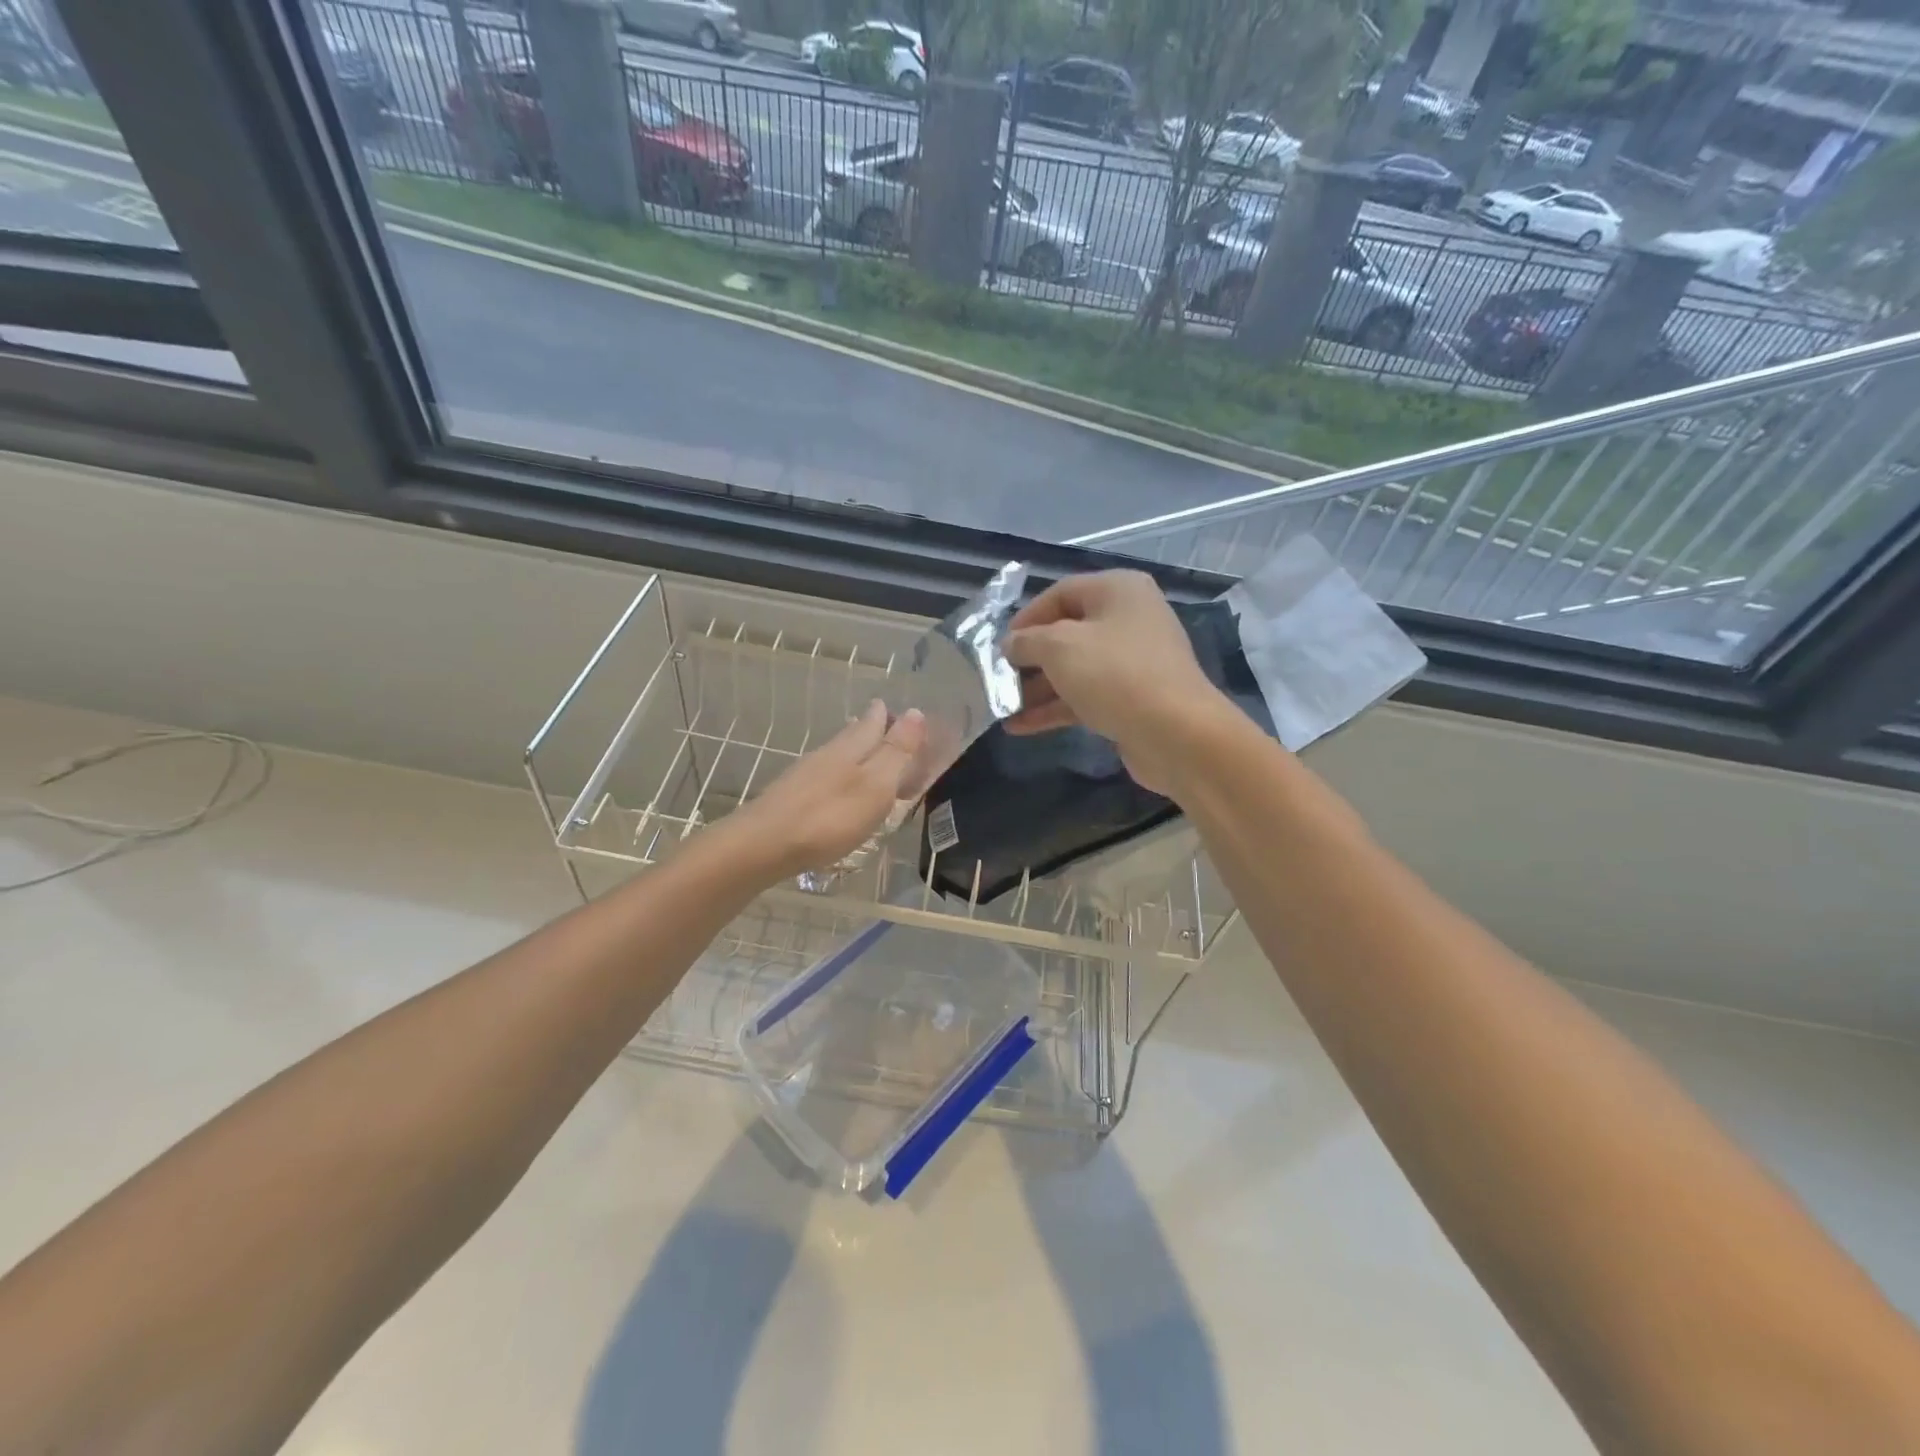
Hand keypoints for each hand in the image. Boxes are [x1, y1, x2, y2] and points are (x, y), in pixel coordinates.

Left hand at [721, 700, 926, 883]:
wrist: (764, 845)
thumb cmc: (830, 817)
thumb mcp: (876, 785)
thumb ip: (896, 752)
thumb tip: (916, 712)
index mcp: (851, 748)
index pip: (873, 723)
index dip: (887, 716)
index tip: (895, 708)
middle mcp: (827, 754)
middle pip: (852, 735)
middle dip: (869, 728)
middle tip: (880, 721)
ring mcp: (805, 776)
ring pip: (836, 755)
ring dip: (853, 751)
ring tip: (864, 752)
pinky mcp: (791, 798)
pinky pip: (823, 777)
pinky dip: (837, 775)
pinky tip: (836, 787)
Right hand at [1003, 571, 1230, 796]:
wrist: (1177, 734)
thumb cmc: (1115, 675)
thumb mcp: (1059, 648)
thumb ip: (1026, 641)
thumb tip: (1010, 645)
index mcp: (1118, 591)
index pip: (1060, 593)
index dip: (1025, 618)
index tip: (998, 646)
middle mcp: (1129, 619)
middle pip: (1066, 633)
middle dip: (1028, 658)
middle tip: (997, 678)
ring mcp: (1133, 662)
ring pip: (1074, 669)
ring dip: (1037, 688)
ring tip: (1001, 707)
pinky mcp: (1133, 699)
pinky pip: (1086, 696)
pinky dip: (1055, 708)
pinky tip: (1020, 726)